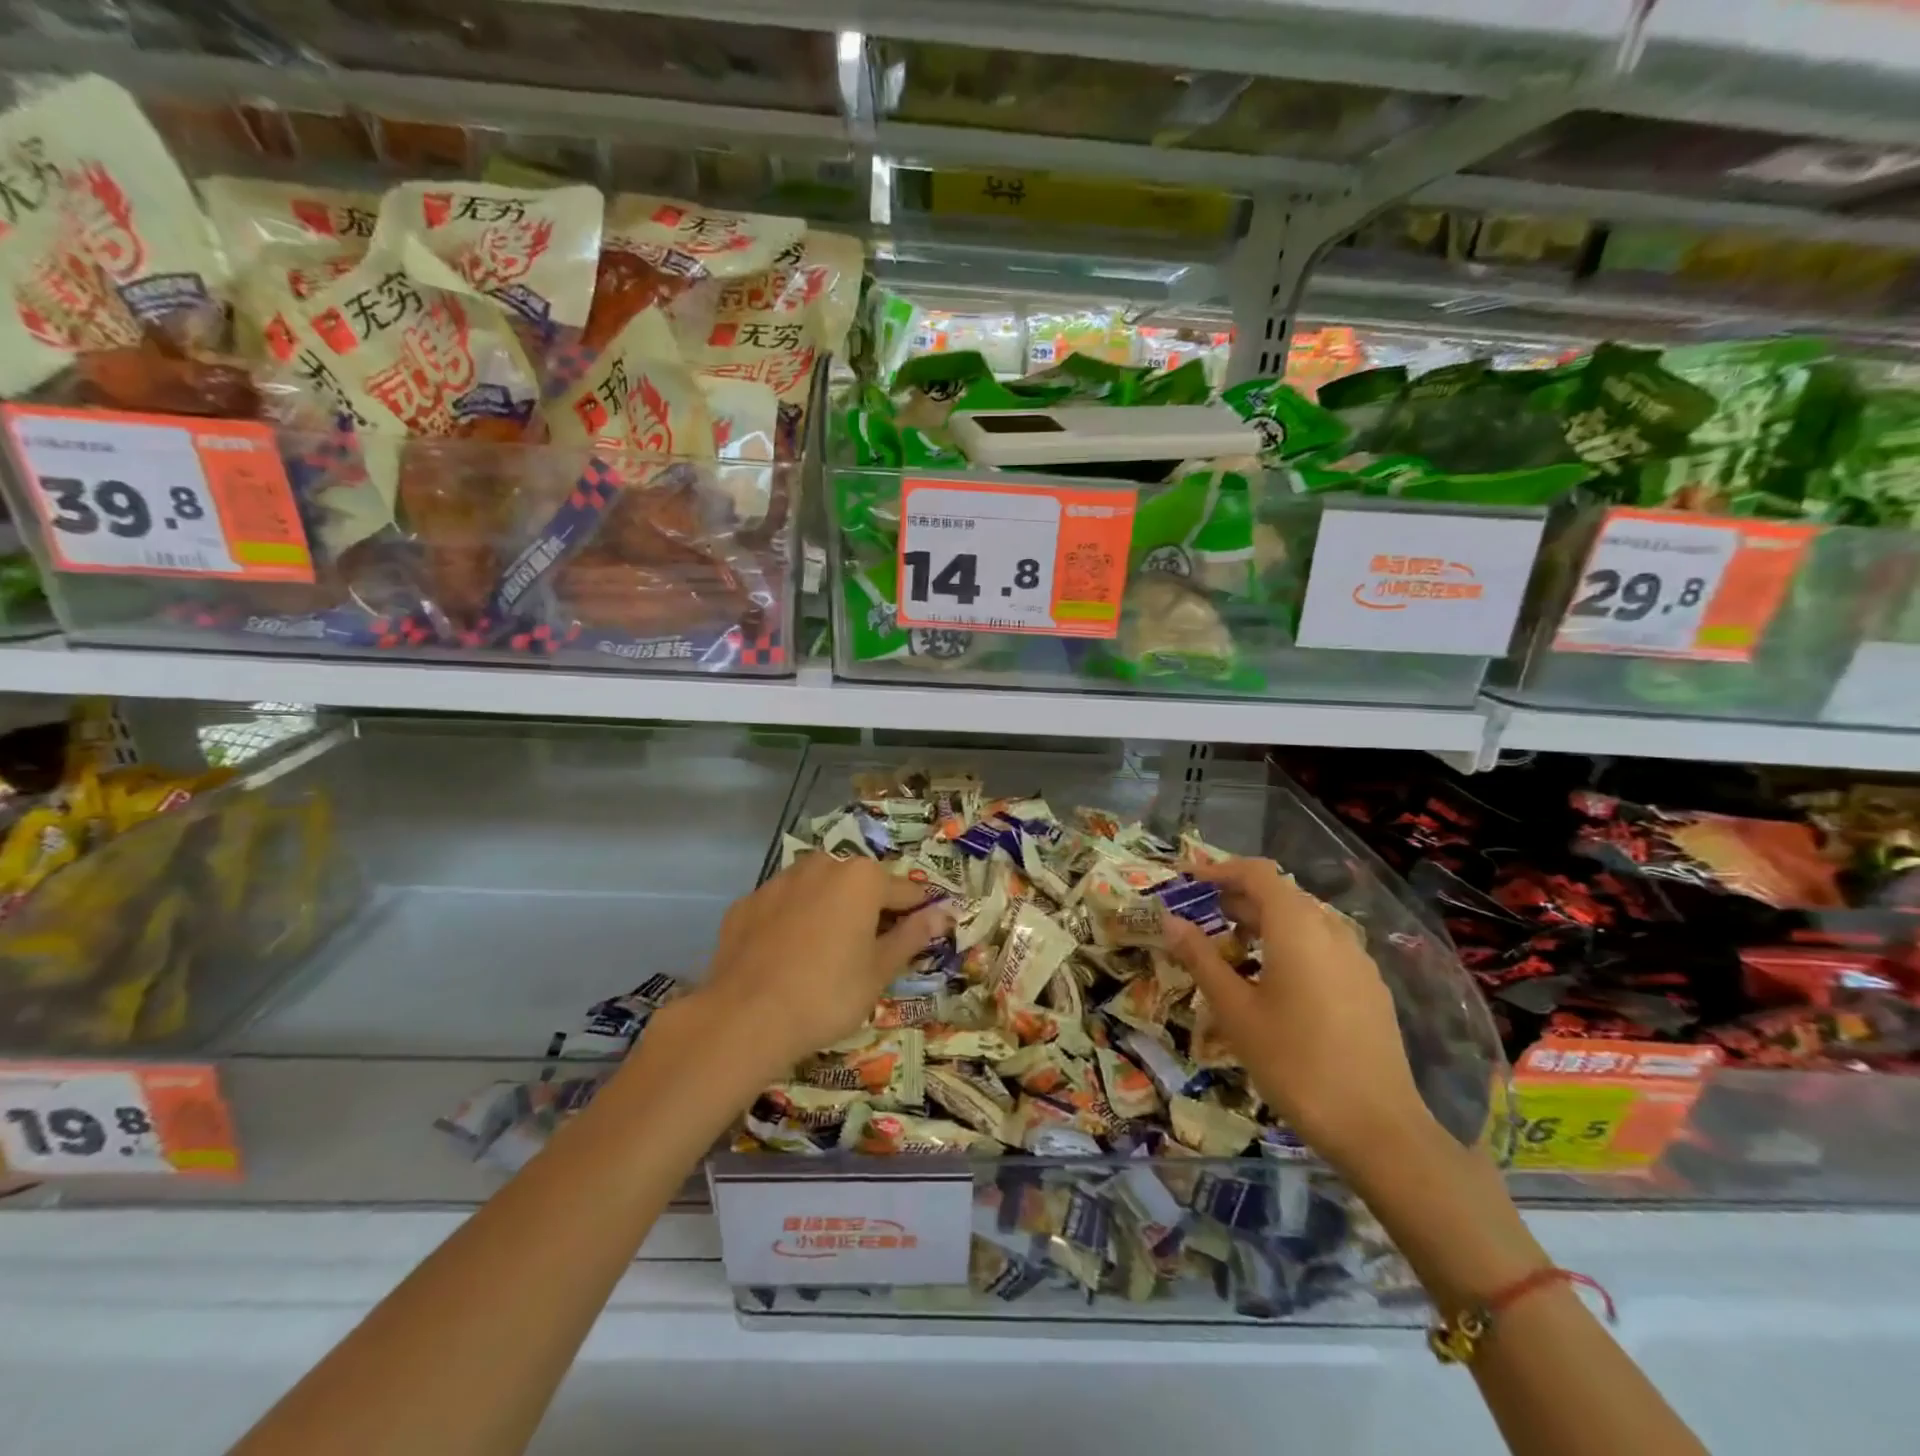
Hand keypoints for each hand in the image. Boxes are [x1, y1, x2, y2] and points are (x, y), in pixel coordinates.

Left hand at [697, 851, 952, 1074]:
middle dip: (870, 910)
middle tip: (871, 952)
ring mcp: (780, 880)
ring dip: (830, 910)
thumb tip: (944, 913)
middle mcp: (823, 865)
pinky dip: (793, 922)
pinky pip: (783, 906)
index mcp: (862, 877)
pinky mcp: (747, 902)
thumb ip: (913, 935)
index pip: (906, 891)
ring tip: (828, 954)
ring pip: (819, 890)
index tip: (923, 936)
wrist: (744, 1018)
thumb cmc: (827, 995)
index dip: (918, 914)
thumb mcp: (879, 971)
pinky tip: (788, 956)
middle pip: (860, 884)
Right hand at [1166, 856, 1434, 1169]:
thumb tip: (1170, 920)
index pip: (1256, 872)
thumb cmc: (1294, 1063)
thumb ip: (1201, 958)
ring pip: (1303, 920)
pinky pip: (1323, 946)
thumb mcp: (1235, 1011)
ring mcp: (1357, 959)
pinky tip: (1274, 982)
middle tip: (1199, 918)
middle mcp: (1331, 930)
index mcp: (1297, 926)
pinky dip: (1290, 945)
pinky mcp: (1370, 987)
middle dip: (1237, 898)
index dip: (1218, 869)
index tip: (1186, 882)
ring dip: (1264, 922)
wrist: (1378, 1129)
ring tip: (1232, 950)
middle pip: (1280, 893)